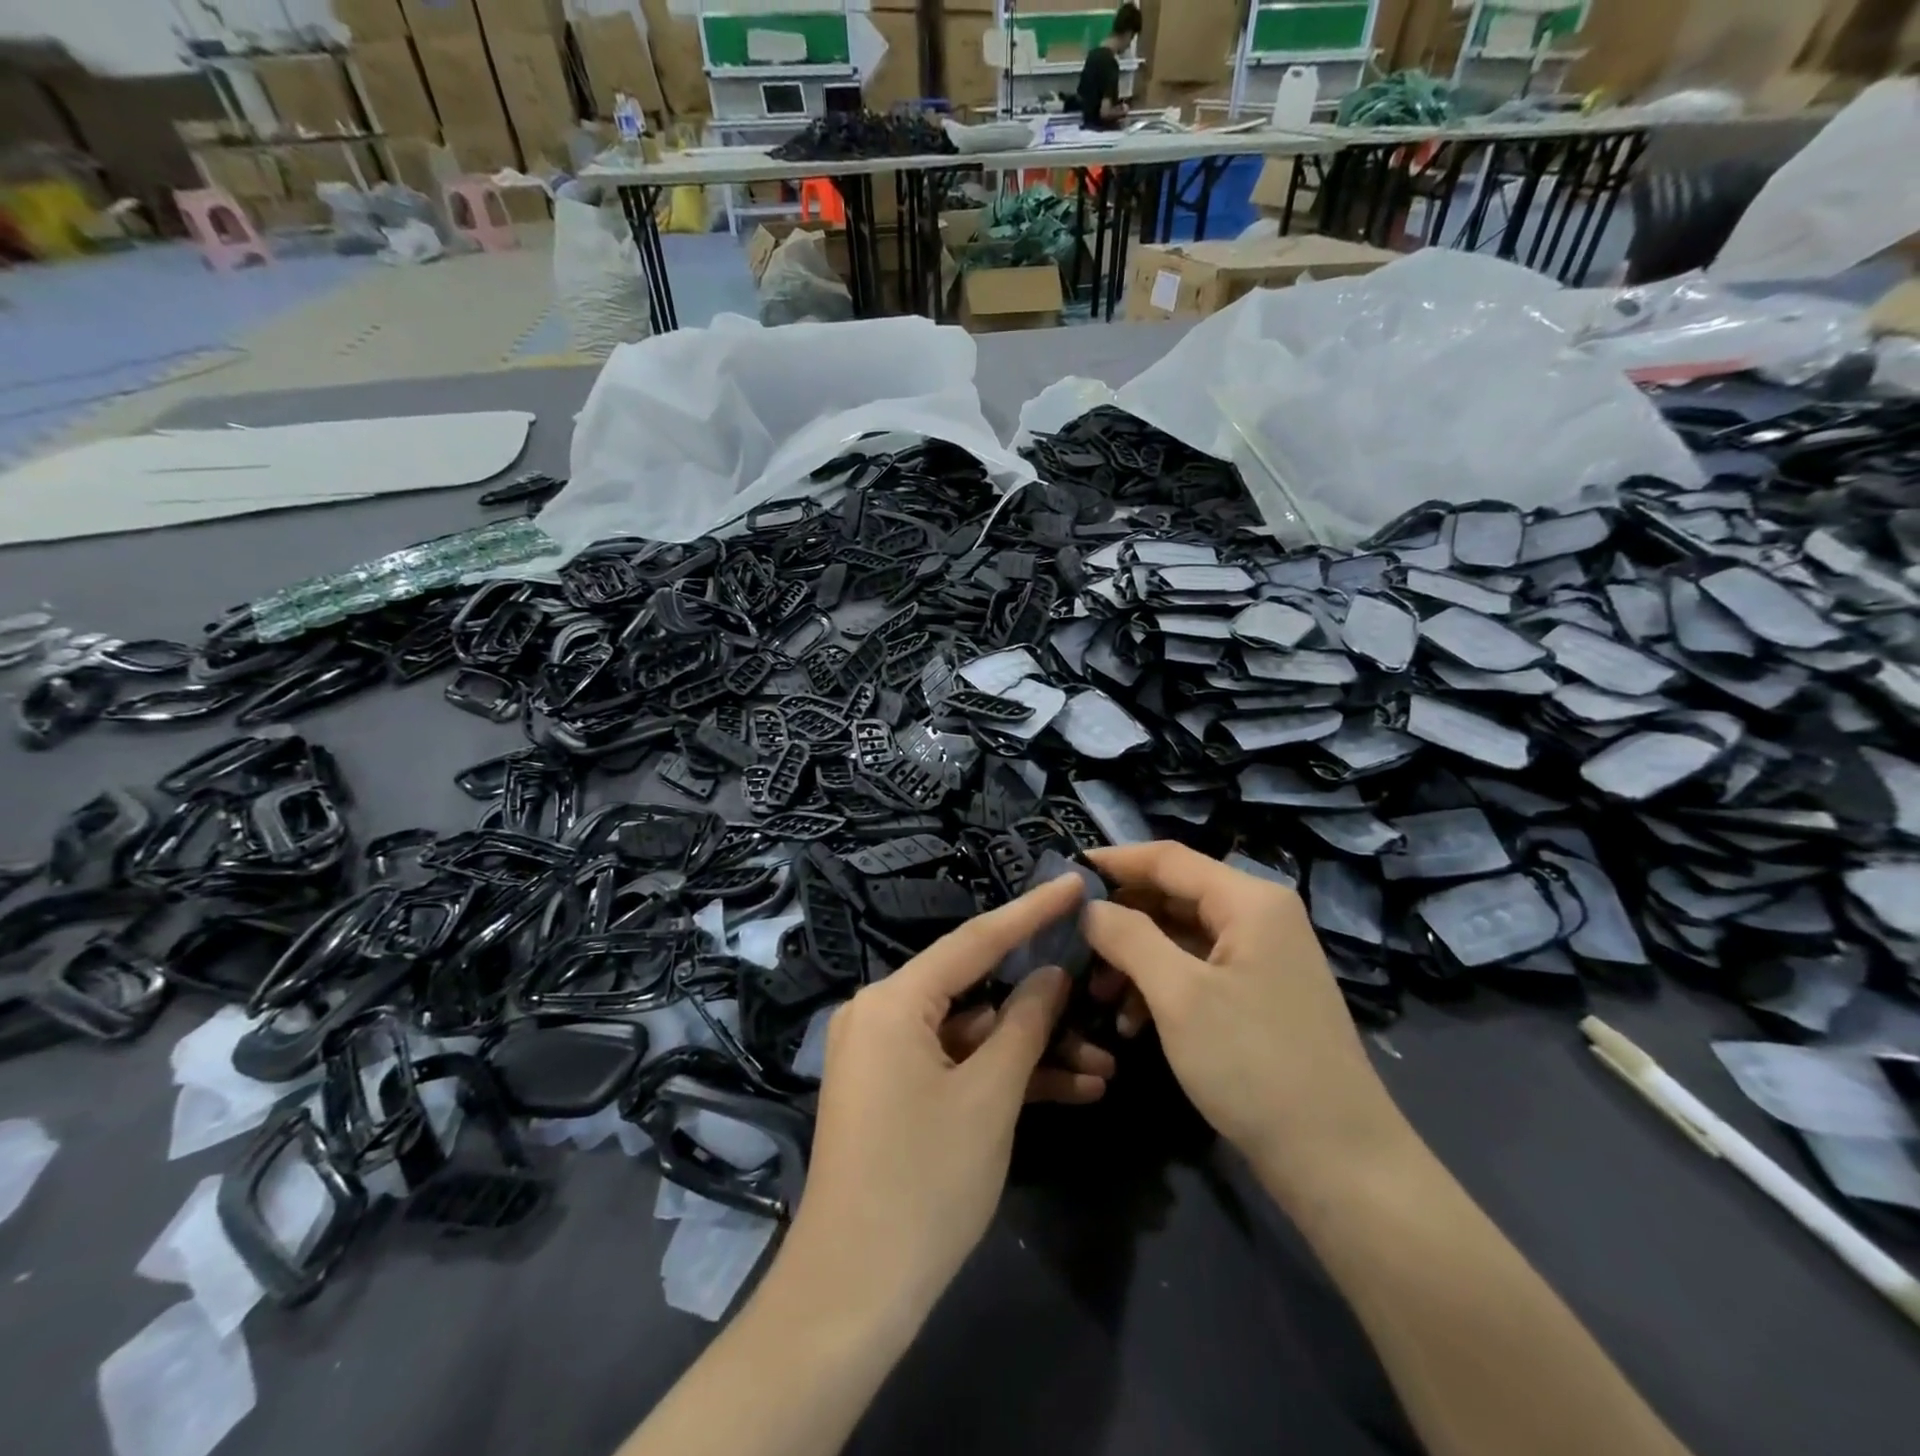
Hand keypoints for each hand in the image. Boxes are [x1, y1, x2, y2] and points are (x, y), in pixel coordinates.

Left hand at [784, 874, 1114, 1318]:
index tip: (1073, 883)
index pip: (975, 939)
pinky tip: (1071, 1091)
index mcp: (894, 1000)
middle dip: (1043, 1003)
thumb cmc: (924, 1181)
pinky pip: (955, 1066)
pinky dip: (1002, 1077)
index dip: (1030, 911)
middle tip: (1101, 986)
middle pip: (976, 989)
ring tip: (1104, 1065)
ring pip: (973, 1034)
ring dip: (1032, 1051)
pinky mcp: (895, 1092)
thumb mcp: (990, 1096)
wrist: (853, 1296)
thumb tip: (1051, 975)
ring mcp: (887, 1055)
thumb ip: (1025, 1024)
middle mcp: (883, 1014)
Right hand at [1082, 843, 1408, 1196]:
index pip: (1167, 858)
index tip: (1063, 873)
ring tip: (1097, 996)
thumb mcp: (1179, 996)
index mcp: (1249, 900)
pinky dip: (1161, 987)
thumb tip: (1088, 906)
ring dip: (1135, 960)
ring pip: (1180, 936)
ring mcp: (1262, 957)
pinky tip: (1131, 1023)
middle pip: (1173, 896)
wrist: (1339, 1163)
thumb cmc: (1255, 1065)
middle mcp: (1259, 916)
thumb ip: (1128, 937)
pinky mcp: (1258, 995)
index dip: (1113, 861)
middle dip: (1120, 920)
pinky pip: (1197, 970)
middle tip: (1073, 945)